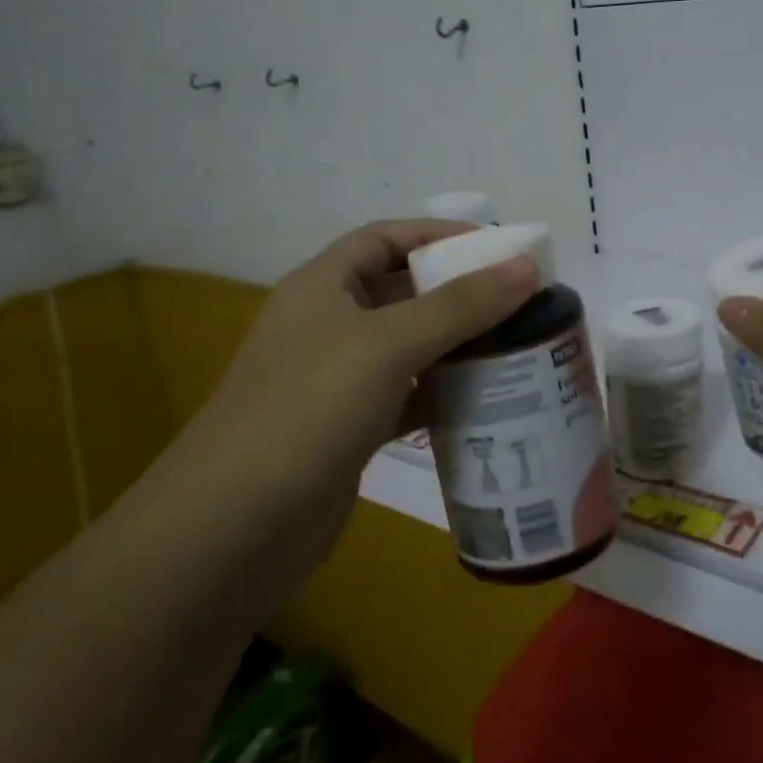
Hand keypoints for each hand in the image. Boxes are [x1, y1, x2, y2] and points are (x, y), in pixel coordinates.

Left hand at [141, 220, 538, 569]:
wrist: (235, 528)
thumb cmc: (310, 409)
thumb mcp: (389, 344)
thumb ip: (461, 304)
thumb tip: (527, 264)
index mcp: (322, 286)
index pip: (386, 238)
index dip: (439, 234)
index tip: (497, 246)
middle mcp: (327, 325)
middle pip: (401, 291)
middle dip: (457, 290)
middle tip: (518, 299)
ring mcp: (335, 380)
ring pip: (407, 346)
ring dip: (455, 343)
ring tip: (514, 344)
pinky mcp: (347, 428)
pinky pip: (405, 395)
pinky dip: (440, 393)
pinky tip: (483, 399)